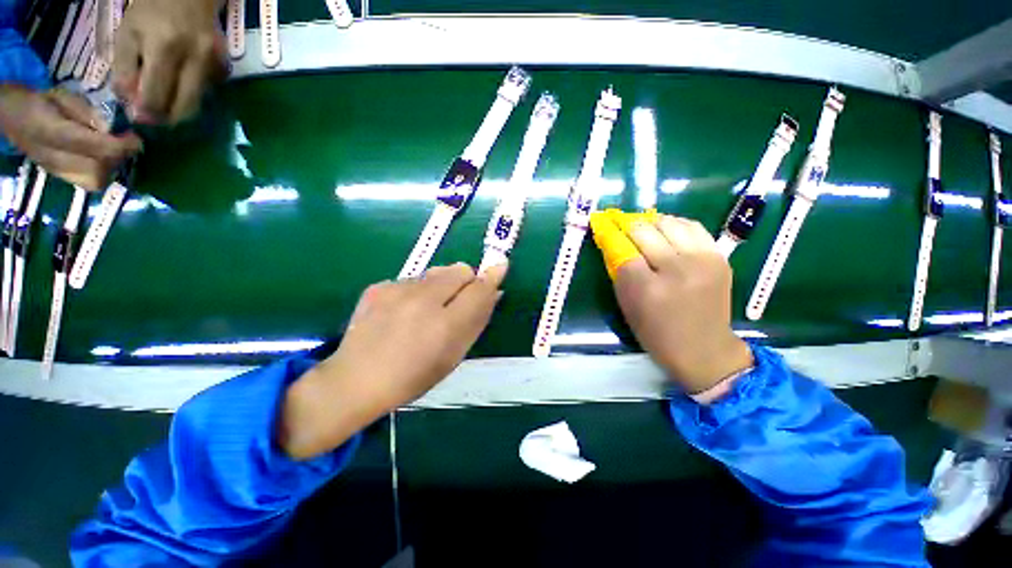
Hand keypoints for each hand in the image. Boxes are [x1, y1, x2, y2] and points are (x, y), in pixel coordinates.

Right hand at [0, 86, 141, 190]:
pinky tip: (103, 159)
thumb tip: (110, 128)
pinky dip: (102, 173)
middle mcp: (54, 158)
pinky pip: (88, 183)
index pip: (93, 148)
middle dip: (118, 157)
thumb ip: (86, 112)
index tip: (137, 138)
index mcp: (52, 133)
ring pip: (95, 181)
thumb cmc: (41, 101)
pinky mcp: (59, 177)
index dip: (120, 146)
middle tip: (126, 142)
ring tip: (114, 150)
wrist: (11, 116)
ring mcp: (56, 171)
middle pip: (98, 169)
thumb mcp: (63, 96)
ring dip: (111, 167)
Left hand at [113, 0, 226, 124]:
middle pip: (185, 107)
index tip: (139, 120)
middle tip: (155, 118)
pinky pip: (207, 93)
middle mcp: (195, 60)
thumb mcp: (127, 35)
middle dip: (168, 118)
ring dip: (180, 109)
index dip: (147, 114)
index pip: (156, 96)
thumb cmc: (151, 11)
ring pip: (198, 104)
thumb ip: (126, 71)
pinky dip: (192, 94)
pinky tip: (182, 84)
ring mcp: (213, 65)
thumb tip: (133, 104)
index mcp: (165, 49)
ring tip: (166, 103)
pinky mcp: (223, 69)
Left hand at [280, 263, 507, 459]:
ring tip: (426, 310)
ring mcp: (397, 290)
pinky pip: (411, 279)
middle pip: (459, 269)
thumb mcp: (454, 355)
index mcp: (445, 325)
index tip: (501, 265)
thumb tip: (494, 292)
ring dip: (440, 285)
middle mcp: (423, 301)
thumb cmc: (413, 376)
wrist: (356, 380)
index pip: (479, 289)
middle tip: (457, 301)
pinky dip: (415, 291)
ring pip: (435, 272)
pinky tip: (402, 312)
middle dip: (466, 280)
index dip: (492, 276)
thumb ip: (476, 321)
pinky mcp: (378, 287)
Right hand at [613, 215, 752, 393]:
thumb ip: (620, 274)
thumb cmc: (657, 333)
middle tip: (621, 225)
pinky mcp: (718, 258)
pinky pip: (693, 227)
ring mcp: (701, 261)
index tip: (603, 224)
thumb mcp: (628, 307)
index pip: (622, 249)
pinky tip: (668, 231)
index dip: (610, 234)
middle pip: (644, 231)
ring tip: (645, 228)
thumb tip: (613, 243)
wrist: (705, 349)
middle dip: (627, 226)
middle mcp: (676, 271)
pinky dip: (676, 225)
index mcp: (647, 289)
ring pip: (669, 223)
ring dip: (651, 223)